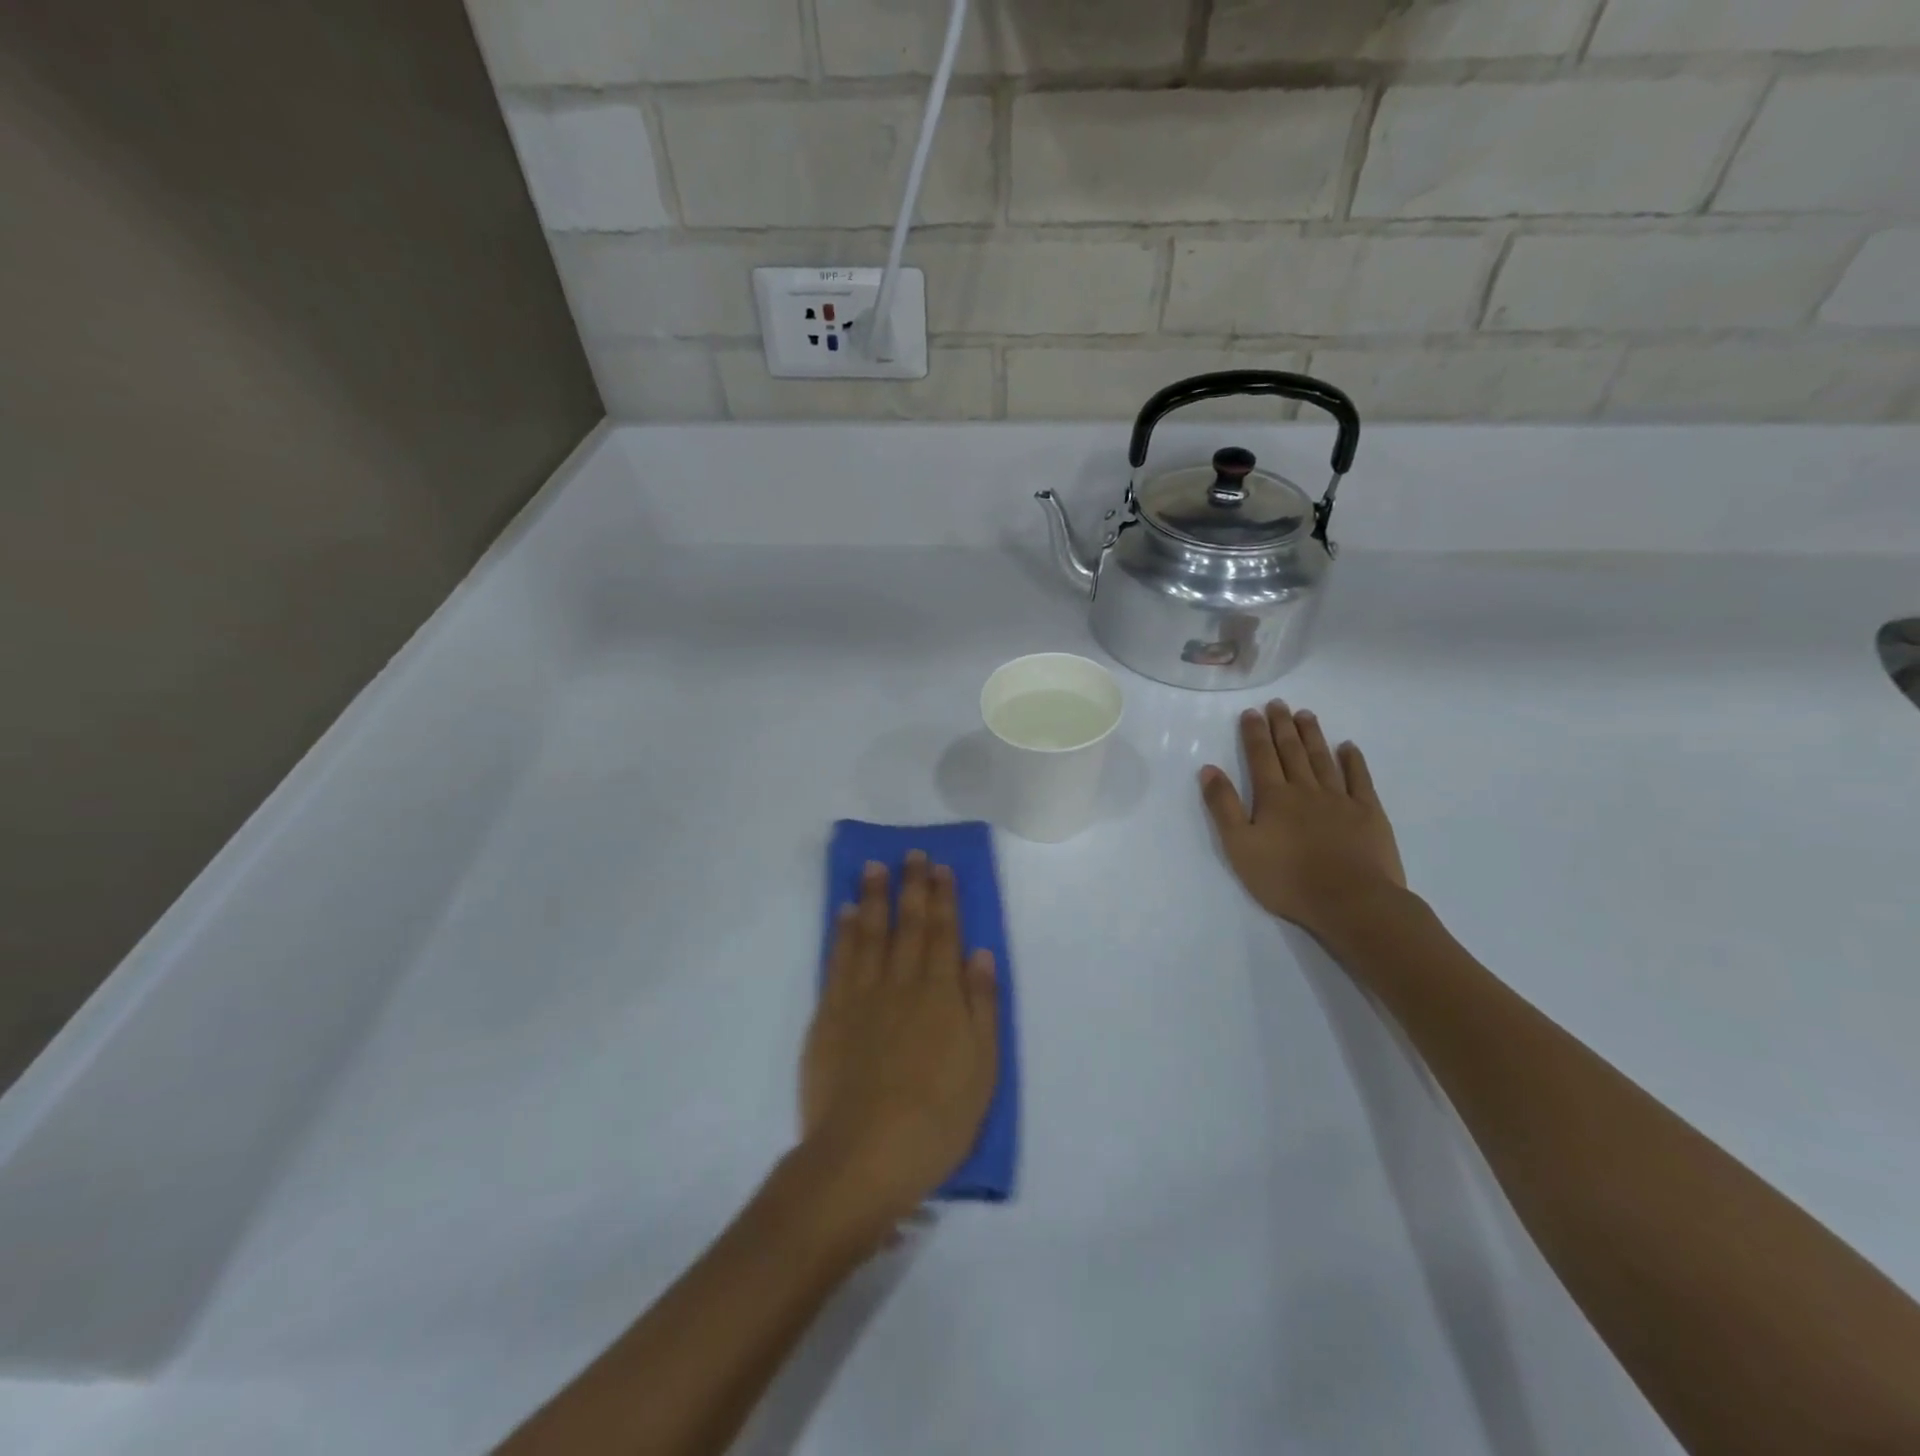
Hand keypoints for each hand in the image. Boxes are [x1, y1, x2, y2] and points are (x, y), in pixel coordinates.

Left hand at [799, 853, 997, 1243]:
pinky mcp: (830, 1014)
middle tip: (911, 854)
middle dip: (912, 886)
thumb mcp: (982, 1067)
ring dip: (873, 897)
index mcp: (942, 994)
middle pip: (909, 924)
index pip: (945, 933)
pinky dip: (842, 933)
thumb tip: (980, 953)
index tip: (940, 867)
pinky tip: (844, 913)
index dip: (944, 898)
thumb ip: (982, 1005)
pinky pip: (838, 960)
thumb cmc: (937, 1118)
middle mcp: (902, 983)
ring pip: (870, 933)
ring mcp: (862, 995)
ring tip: (874, 867)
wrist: (865, 1153)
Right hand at [1199, 701, 1406, 934]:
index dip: (1254, 733)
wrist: (1351, 901)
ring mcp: (1340, 799)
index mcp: (1273, 797)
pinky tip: (1348, 747)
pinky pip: (1360, 779)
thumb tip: (1208, 769)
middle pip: (1291, 751)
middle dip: (1282, 726)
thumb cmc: (1287, 879)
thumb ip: (1224, 806)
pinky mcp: (1368, 813)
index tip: (1251, 712)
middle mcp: (1305, 790)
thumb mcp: (1240, 846)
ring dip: (1313, 736)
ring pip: (1323, 759)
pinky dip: (1353, 761)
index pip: (1260, 757)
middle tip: (1279, 703)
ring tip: (1306, 715)